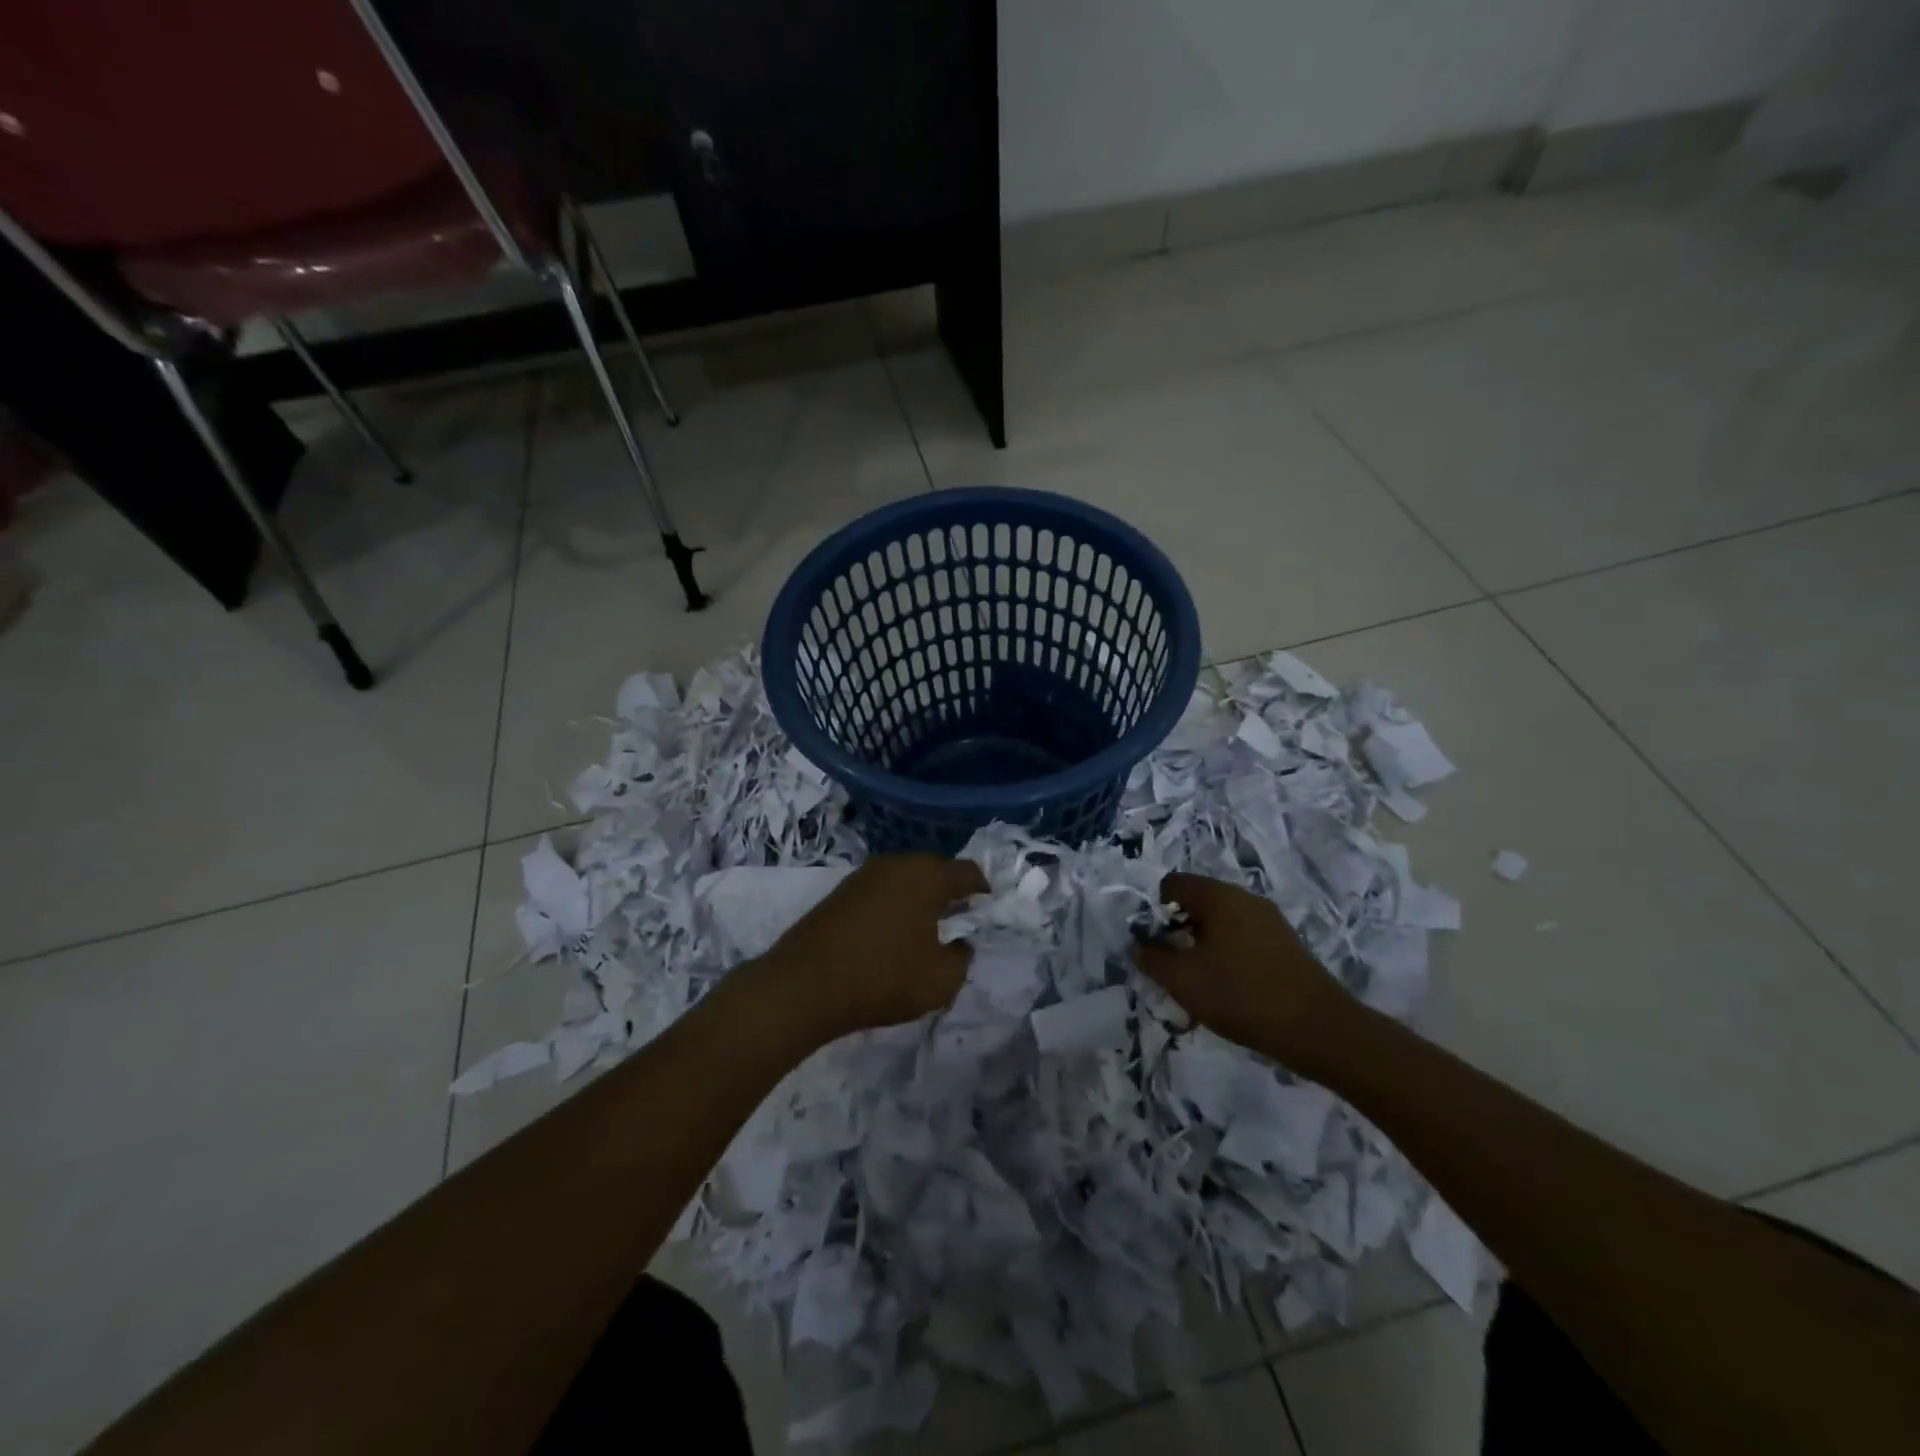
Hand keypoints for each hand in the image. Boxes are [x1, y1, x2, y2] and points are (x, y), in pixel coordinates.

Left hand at [761, 855, 985, 1039]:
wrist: (804, 985)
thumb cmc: (882, 978)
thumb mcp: (940, 981)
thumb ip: (962, 958)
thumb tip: (961, 944)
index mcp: (927, 876)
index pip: (967, 871)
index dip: (983, 890)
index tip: (988, 910)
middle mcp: (896, 864)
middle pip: (935, 869)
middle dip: (951, 890)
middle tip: (961, 918)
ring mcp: (864, 875)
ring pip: (905, 878)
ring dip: (920, 897)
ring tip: (928, 926)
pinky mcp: (840, 892)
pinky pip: (881, 890)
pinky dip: (894, 904)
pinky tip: (892, 931)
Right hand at [1132, 873, 1352, 1066]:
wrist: (1319, 1029)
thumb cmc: (1241, 995)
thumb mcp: (1183, 980)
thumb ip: (1152, 959)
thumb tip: (1139, 945)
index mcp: (1218, 896)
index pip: (1173, 884)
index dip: (1155, 911)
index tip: (1156, 945)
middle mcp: (1245, 898)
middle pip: (1198, 902)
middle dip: (1179, 932)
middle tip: (1175, 969)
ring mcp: (1270, 920)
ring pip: (1222, 923)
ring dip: (1204, 947)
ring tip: (1202, 985)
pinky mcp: (1286, 944)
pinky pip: (1244, 939)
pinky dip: (1229, 957)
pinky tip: (1232, 991)